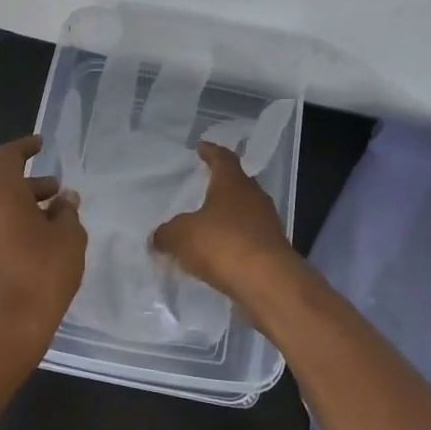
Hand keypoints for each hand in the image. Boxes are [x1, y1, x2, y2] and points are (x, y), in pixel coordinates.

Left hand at [0, 135, 86, 372]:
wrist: (0, 335)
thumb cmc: (40, 278)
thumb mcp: (69, 241)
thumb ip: (67, 213)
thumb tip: (62, 200)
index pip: (8, 157)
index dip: (25, 147)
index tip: (41, 144)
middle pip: (4, 187)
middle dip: (34, 189)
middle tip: (60, 198)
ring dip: (23, 212)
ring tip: (53, 228)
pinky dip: (11, 232)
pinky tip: (35, 251)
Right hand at [151, 141, 299, 299]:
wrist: (268, 282)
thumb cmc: (222, 244)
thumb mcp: (181, 236)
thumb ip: (167, 233)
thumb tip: (158, 237)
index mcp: (232, 183)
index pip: (222, 158)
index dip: (211, 152)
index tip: (201, 147)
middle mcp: (254, 197)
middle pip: (237, 184)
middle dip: (221, 185)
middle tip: (203, 186)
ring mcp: (267, 223)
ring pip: (244, 212)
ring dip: (228, 216)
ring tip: (208, 223)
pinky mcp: (272, 249)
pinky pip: (248, 237)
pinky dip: (234, 240)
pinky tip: (220, 252)